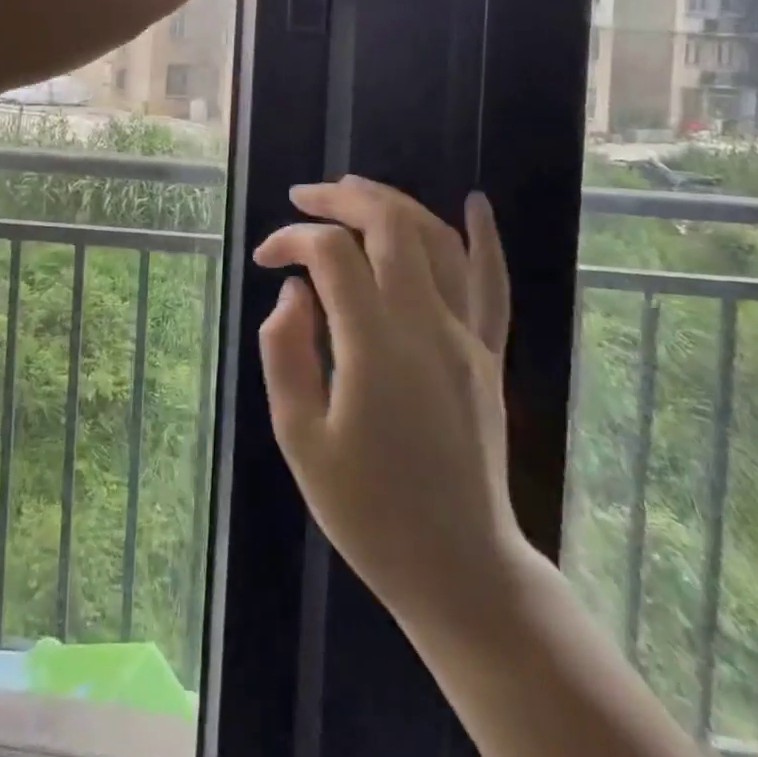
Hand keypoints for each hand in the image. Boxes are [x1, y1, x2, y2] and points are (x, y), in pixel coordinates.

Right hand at [255, 178, 526, 638]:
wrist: (458, 567)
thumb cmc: (367, 510)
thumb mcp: (299, 438)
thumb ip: (286, 350)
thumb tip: (294, 291)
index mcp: (375, 347)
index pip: (333, 255)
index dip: (292, 240)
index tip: (265, 259)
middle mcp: (428, 326)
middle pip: (390, 227)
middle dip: (341, 199)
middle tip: (303, 197)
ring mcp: (468, 337)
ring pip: (438, 241)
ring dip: (394, 203)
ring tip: (353, 189)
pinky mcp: (489, 354)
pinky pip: (493, 284)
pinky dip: (484, 238)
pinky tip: (475, 203)